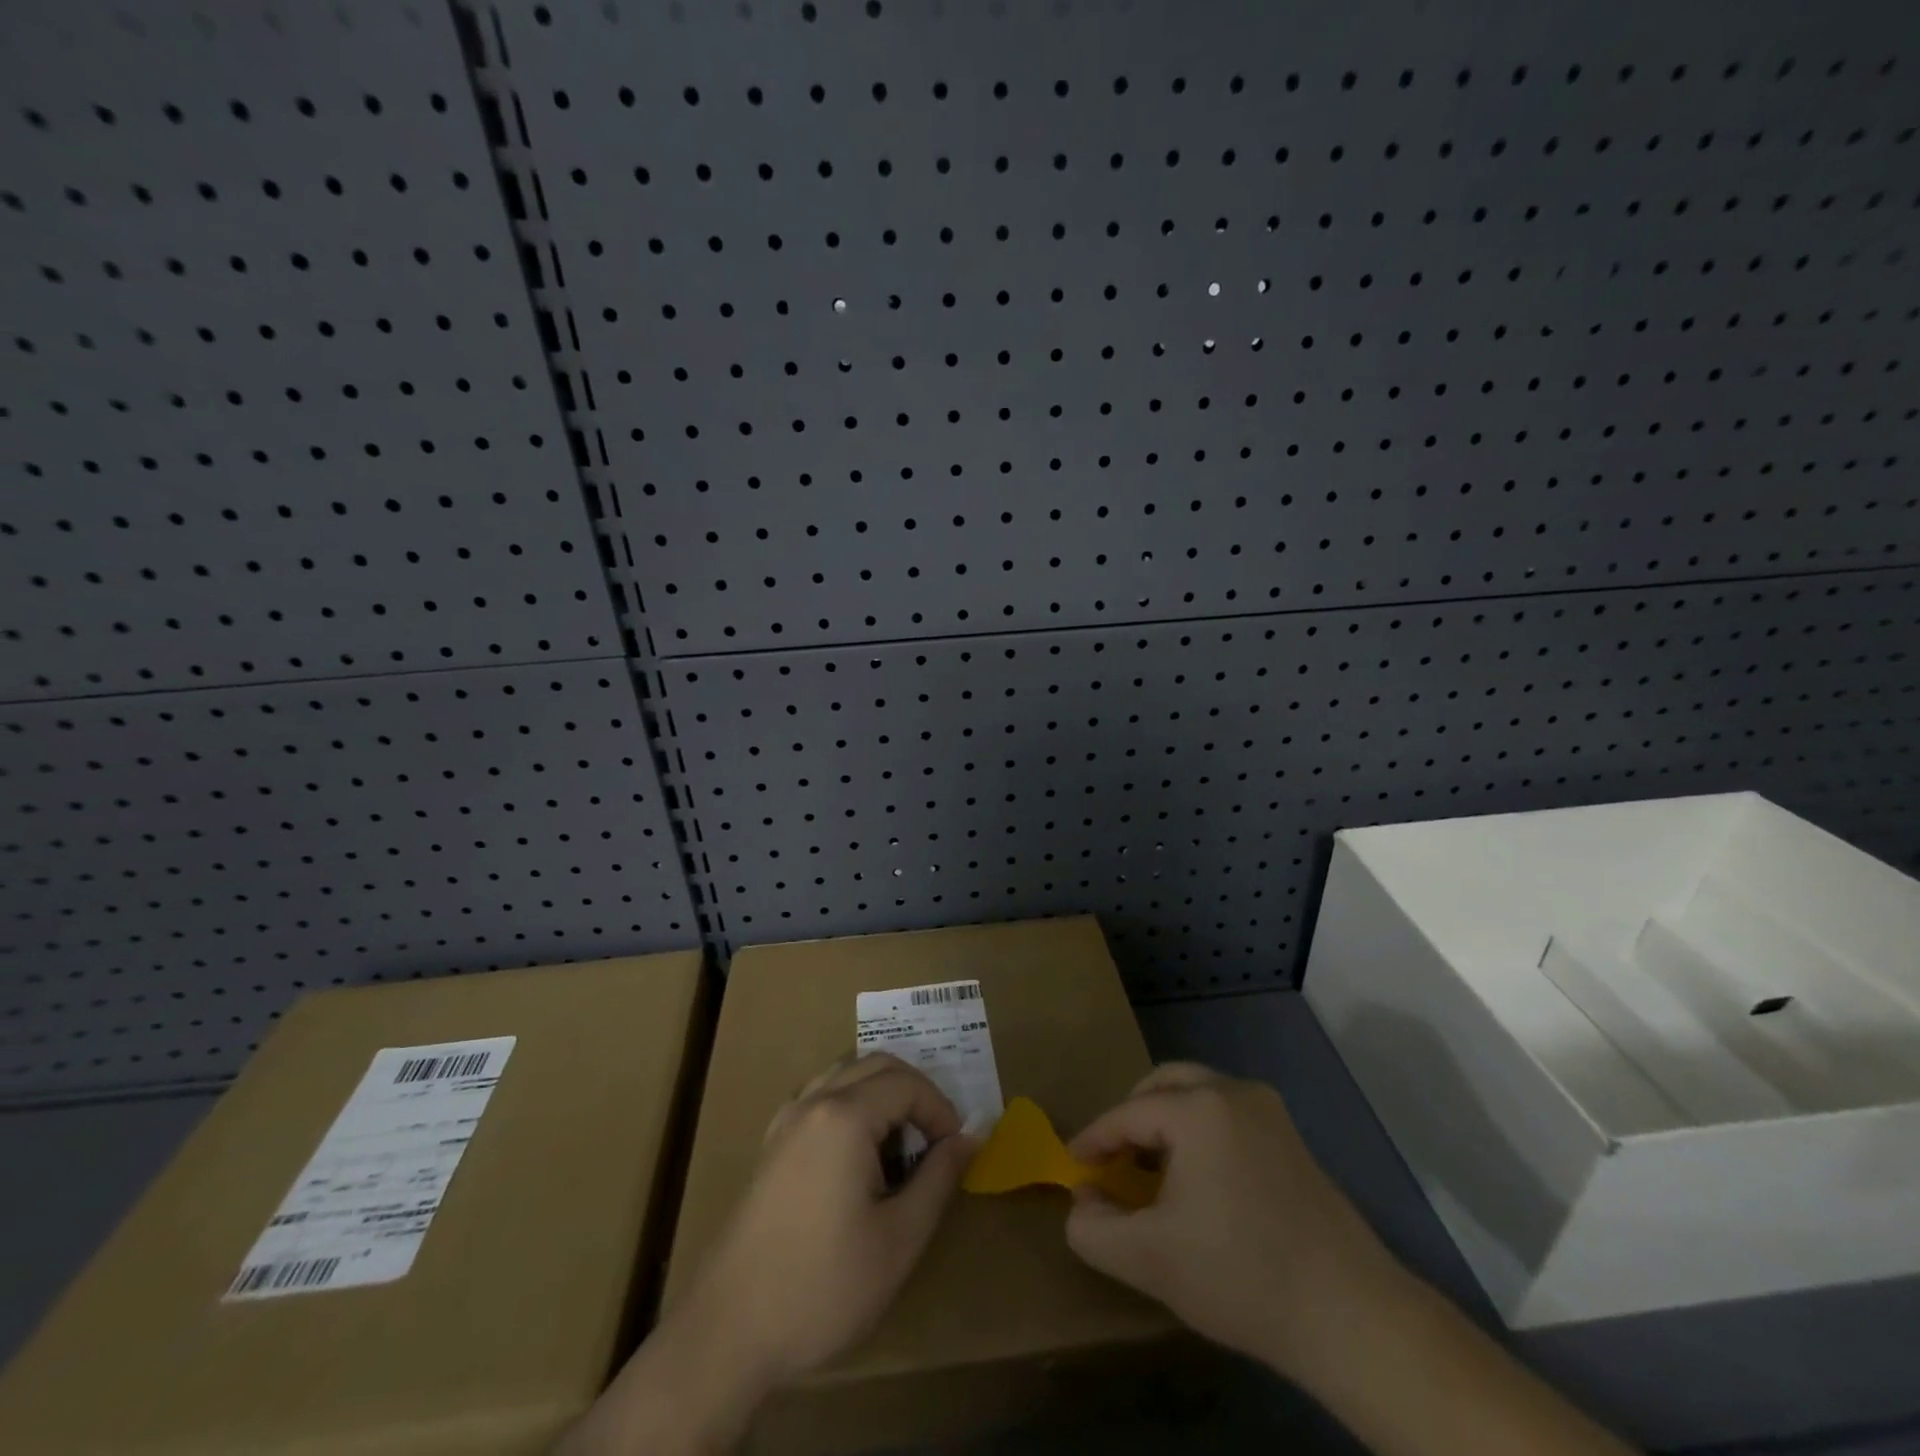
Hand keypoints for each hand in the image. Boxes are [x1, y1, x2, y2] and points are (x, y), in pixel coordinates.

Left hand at [677, 1052, 976, 1387]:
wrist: (727, 1332)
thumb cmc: (823, 1286)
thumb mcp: (899, 1239)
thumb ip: (939, 1178)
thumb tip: (970, 1137)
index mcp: (845, 1116)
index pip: (907, 1083)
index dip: (941, 1109)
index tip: (956, 1150)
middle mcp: (813, 1102)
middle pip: (876, 1065)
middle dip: (915, 1093)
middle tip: (935, 1141)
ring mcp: (785, 1121)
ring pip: (845, 1074)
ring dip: (881, 1094)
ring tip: (900, 1145)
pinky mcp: (770, 1145)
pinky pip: (820, 1097)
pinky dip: (850, 1105)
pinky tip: (857, 1156)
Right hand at [1064, 1062, 1395, 1375]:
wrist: (1351, 1316)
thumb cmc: (1241, 1276)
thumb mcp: (1149, 1259)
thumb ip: (1094, 1228)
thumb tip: (1083, 1200)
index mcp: (1198, 1108)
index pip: (1127, 1114)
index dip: (1094, 1140)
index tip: (1073, 1168)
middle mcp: (1233, 1092)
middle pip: (1163, 1085)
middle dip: (1131, 1119)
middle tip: (1113, 1161)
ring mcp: (1268, 1110)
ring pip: (1197, 1095)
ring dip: (1165, 1123)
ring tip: (1150, 1172)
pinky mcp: (1291, 1137)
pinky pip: (1226, 1115)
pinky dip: (1198, 1133)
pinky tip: (1198, 1181)